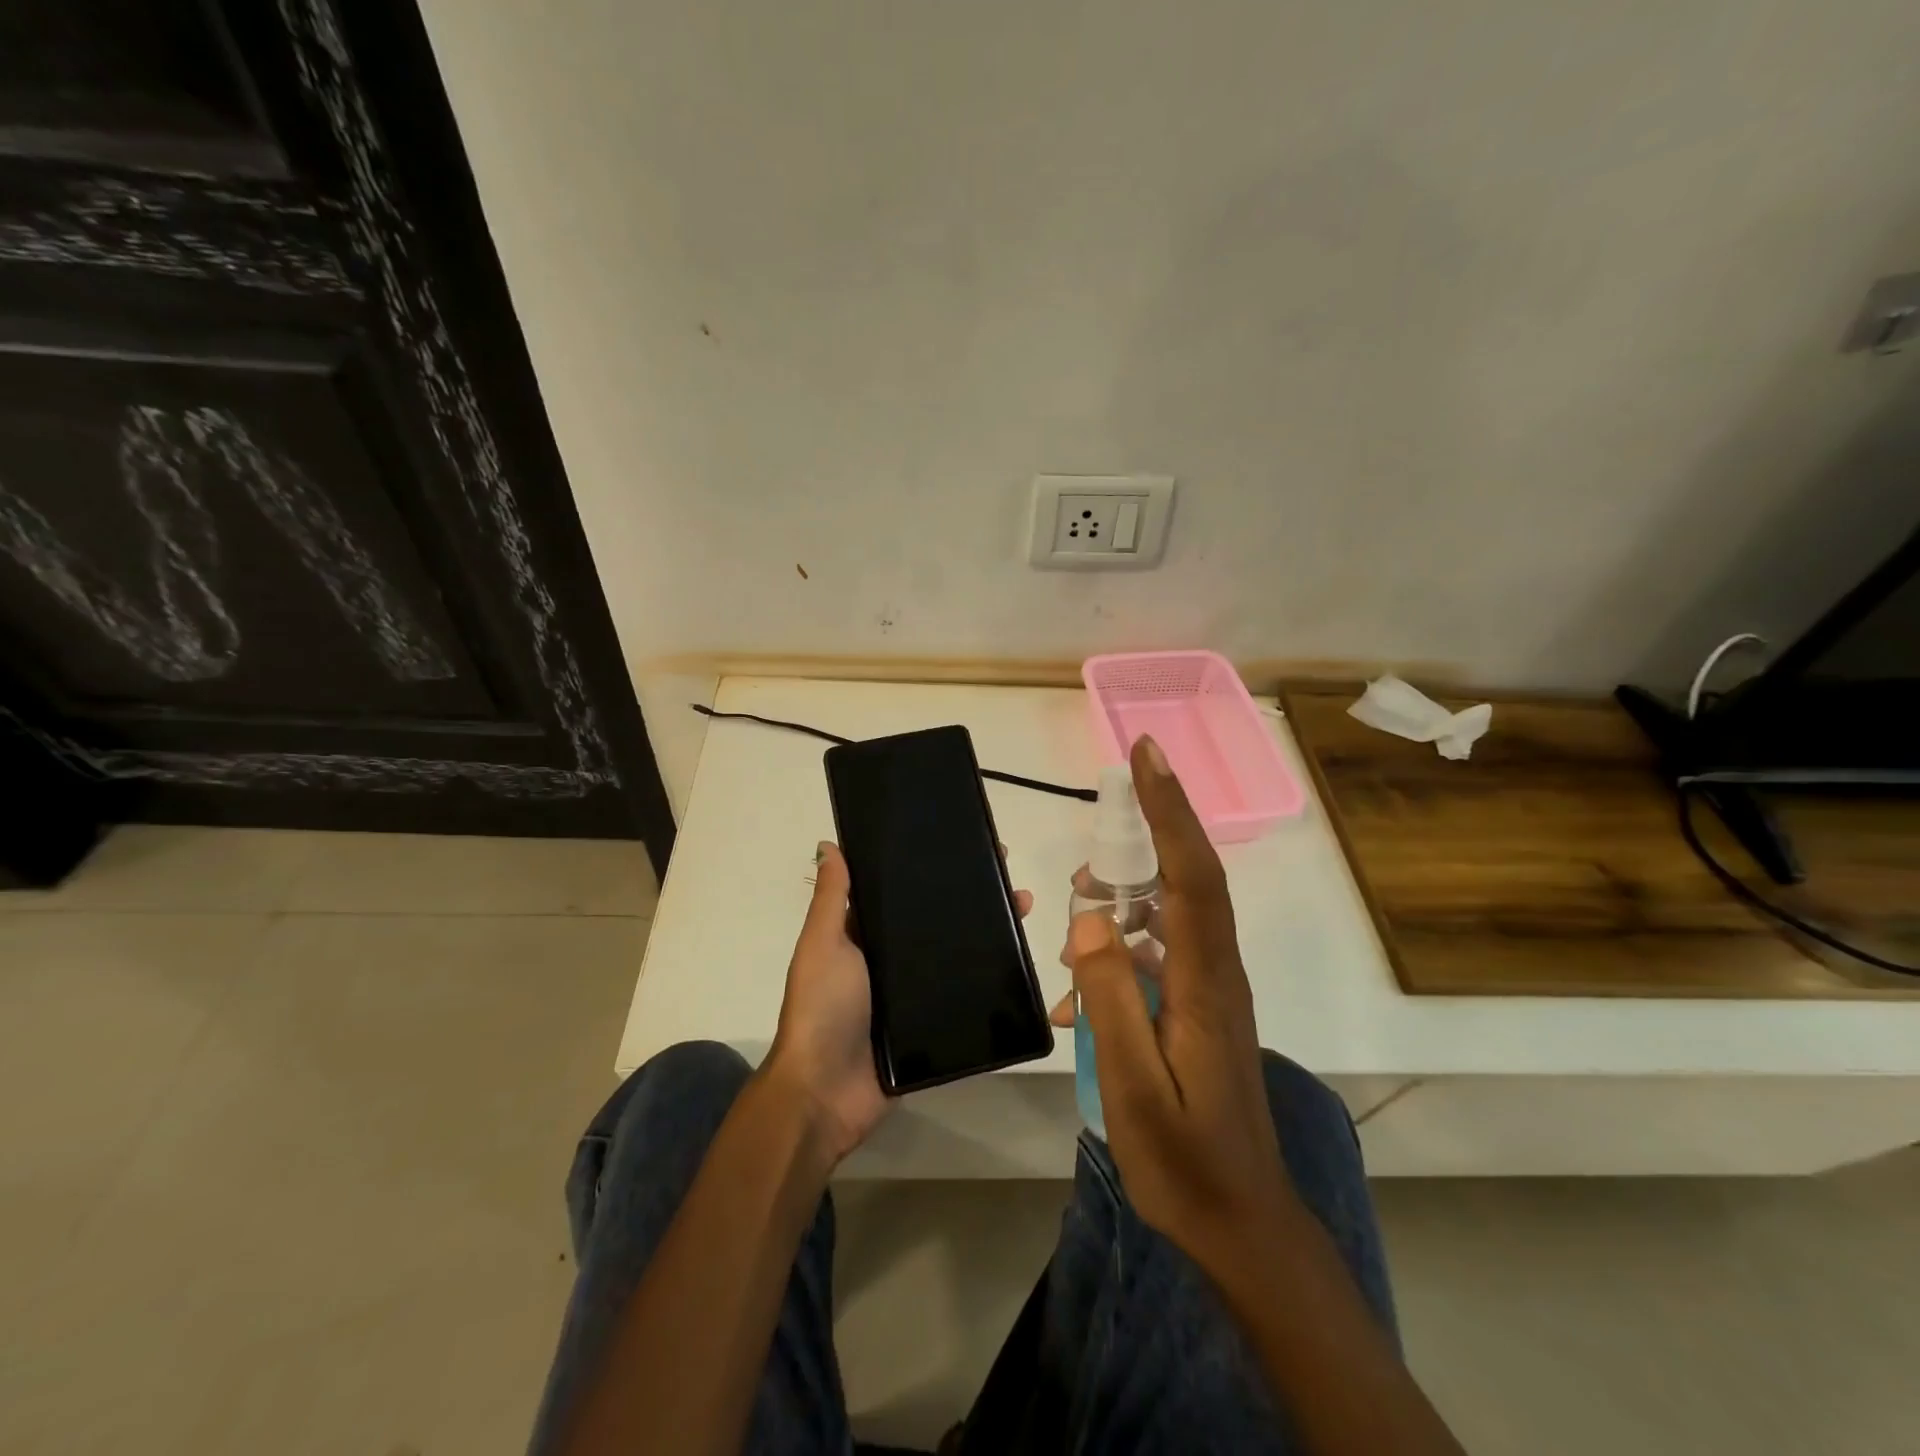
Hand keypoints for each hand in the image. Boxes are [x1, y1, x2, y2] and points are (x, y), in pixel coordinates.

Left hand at [765, 840, 1033, 1167]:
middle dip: (969, 897)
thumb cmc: (822, 1007)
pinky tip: (1019, 958)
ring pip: (954, 954)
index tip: (962, 845)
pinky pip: (961, 995)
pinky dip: (987, 978)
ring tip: (1023, 907)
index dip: (927, 869)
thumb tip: (829, 845)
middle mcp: (888, 959)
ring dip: (987, 931)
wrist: (826, 1092)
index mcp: (862, 935)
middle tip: (1008, 875)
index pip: (899, 892)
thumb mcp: (823, 944)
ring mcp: (911, 994)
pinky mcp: (929, 1025)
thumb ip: (832, 899)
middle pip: (934, 920)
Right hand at [1058, 736, 1294, 1277]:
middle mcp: (1217, 973)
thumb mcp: (1135, 1087)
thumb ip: (1113, 999)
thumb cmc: (1186, 1163)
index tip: (1148, 756)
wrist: (1243, 1227)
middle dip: (1148, 835)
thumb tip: (1090, 921)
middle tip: (1094, 844)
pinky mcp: (1201, 1009)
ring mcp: (1212, 991)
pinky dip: (1120, 955)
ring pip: (1170, 915)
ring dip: (1124, 902)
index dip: (1171, 809)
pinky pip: (1159, 957)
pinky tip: (1080, 997)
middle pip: (1188, 880)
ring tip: (1076, 923)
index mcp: (1206, 983)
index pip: (1193, 874)